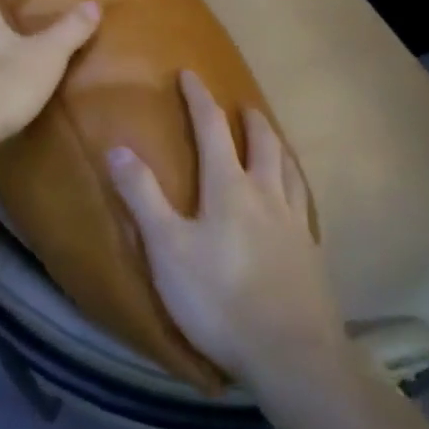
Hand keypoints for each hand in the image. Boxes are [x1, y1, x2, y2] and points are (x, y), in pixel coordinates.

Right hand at [107, 71, 344, 389]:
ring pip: (289, 169)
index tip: (190, 74)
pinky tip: (295, 200)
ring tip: (272, 140)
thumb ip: (142, 196)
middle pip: (262, 143)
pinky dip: (295, 185)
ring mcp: (295, 223)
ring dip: (277, 146)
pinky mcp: (311, 253)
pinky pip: (304, 203)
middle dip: (249, 119)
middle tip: (241, 106)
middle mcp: (267, 194)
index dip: (199, 99)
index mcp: (229, 187)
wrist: (291, 353)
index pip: (212, 129)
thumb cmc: (219, 298)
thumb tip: (117, 147)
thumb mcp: (167, 248)